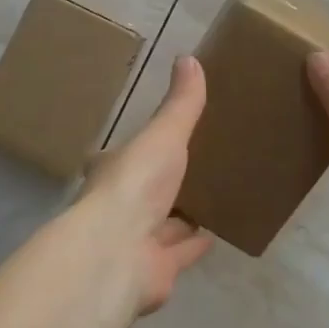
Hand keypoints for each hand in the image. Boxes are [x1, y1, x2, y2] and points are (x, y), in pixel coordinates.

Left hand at [77, 55, 214, 313]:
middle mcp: (120, 206)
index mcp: (114, 170)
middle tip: (199, 168)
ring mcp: (136, 240)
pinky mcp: (155, 270)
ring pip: (163, 224)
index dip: (144, 150)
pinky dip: (194, 244)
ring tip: (213, 198)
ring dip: (182, 215)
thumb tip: (189, 57)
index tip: (165, 140)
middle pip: (147, 192)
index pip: (127, 157)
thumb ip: (180, 103)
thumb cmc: (135, 184)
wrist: (118, 252)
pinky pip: (179, 252)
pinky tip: (215, 235)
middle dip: (168, 183)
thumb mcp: (162, 134)